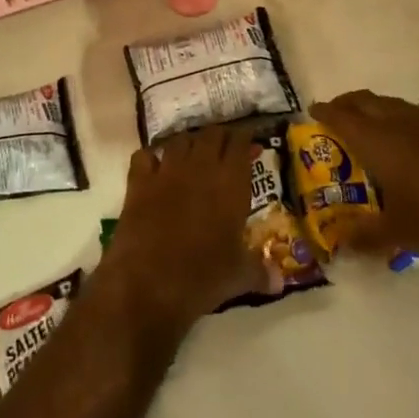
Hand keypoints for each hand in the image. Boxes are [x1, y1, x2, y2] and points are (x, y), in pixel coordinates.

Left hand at [100, 124, 268, 333]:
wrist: (148, 283)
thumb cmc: (203, 276)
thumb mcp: (239, 276)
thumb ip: (261, 272)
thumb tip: (280, 281)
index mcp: (230, 183)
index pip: (239, 143)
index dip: (245, 139)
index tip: (250, 143)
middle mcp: (200, 167)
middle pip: (211, 135)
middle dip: (220, 137)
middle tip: (225, 148)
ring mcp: (166, 171)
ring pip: (180, 140)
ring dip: (189, 143)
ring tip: (194, 154)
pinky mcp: (138, 182)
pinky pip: (145, 156)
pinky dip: (152, 157)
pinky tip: (155, 167)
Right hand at [309, 92, 418, 270]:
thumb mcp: (396, 234)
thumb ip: (363, 236)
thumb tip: (339, 243)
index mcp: (378, 142)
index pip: (342, 117)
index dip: (325, 112)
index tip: (312, 112)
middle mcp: (401, 124)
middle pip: (367, 101)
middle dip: (348, 104)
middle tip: (336, 116)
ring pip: (397, 103)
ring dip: (380, 107)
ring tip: (372, 121)